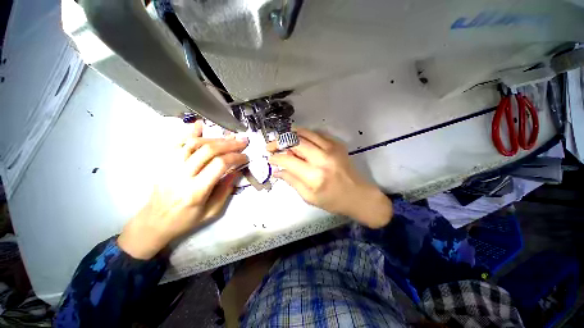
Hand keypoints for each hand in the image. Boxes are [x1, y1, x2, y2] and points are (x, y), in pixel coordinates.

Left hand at [118, 120, 248, 258]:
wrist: (154, 222)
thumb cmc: (186, 220)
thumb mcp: (212, 212)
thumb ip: (225, 190)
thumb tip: (236, 171)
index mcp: (196, 191)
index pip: (219, 165)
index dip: (235, 157)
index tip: (245, 157)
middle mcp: (181, 176)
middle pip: (208, 150)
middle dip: (229, 144)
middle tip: (242, 141)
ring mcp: (169, 167)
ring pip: (194, 143)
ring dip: (214, 138)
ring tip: (228, 137)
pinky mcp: (163, 163)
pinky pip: (176, 143)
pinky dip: (189, 132)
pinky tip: (200, 125)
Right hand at [267, 128, 391, 227]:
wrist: (358, 195)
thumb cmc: (332, 200)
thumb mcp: (308, 197)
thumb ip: (291, 181)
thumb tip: (276, 170)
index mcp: (314, 176)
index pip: (288, 160)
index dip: (276, 157)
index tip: (270, 158)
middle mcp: (322, 158)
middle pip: (295, 141)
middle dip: (279, 142)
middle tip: (271, 146)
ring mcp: (331, 148)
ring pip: (305, 133)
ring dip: (291, 135)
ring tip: (283, 140)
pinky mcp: (337, 144)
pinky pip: (317, 133)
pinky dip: (305, 135)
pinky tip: (300, 141)